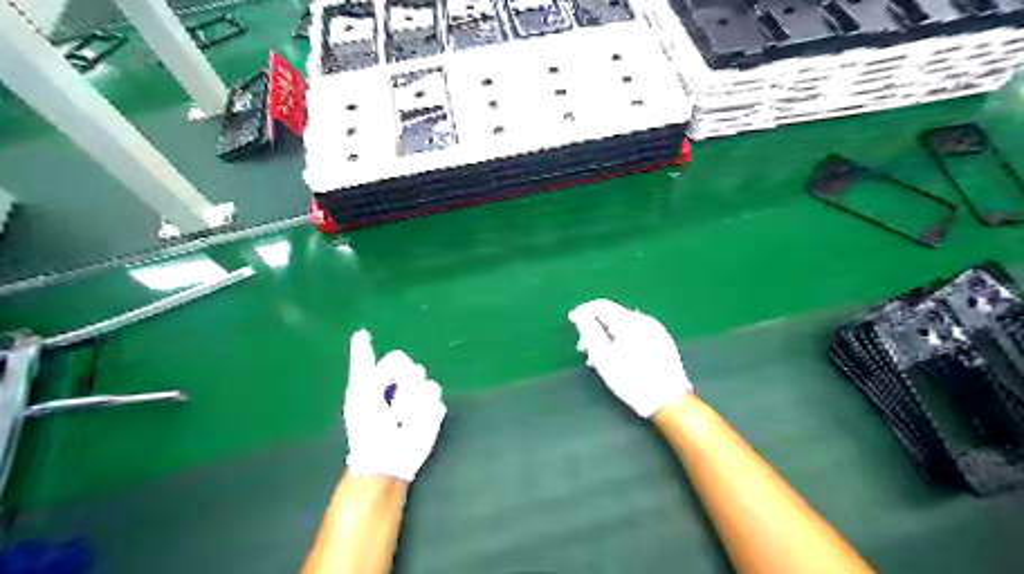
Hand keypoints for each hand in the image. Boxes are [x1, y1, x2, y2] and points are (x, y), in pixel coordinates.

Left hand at [344, 330, 443, 482]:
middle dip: (405, 390)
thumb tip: (360, 332)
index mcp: (384, 378)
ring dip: (414, 406)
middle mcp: (404, 385)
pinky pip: (438, 404)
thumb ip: (362, 362)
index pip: (398, 358)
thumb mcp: (360, 391)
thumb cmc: (367, 427)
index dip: (394, 370)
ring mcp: (421, 400)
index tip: (383, 387)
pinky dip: (425, 417)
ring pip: (430, 386)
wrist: (385, 459)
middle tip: (392, 410)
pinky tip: (414, 429)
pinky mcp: (434, 413)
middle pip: (417, 370)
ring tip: (402, 422)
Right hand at [569, 301, 687, 415]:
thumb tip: (581, 317)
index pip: (601, 306)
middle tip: (584, 347)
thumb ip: (590, 333)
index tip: (572, 320)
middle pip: (613, 315)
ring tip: (600, 356)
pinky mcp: (662, 341)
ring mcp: (656, 330)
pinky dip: (622, 339)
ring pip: (624, 325)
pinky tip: (618, 356)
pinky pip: (636, 332)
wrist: (667, 400)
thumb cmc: (631, 380)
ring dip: (608, 335)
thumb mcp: (603, 358)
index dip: (584, 311)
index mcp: (629, 322)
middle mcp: (644, 320)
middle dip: (595, 327)